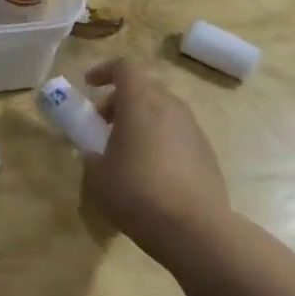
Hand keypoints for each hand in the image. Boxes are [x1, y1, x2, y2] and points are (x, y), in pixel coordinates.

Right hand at [81, 59, 232, 263]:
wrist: (195, 228)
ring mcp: (193, 129)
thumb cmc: (137, 193)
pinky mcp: (206, 152)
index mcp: (141, 103)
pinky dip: (159, 139)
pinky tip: (150, 171)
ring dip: (141, 120)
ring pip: (162, 110)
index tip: (88, 86)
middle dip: (120, 100)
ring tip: (125, 151)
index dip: (104, 71)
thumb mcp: (98, 176)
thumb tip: (97, 154)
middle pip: (144, 88)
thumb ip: (93, 156)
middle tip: (102, 125)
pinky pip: (176, 133)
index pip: (124, 67)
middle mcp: (170, 107)